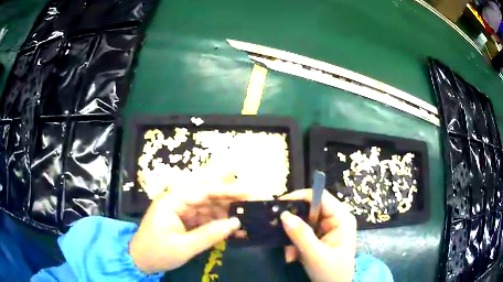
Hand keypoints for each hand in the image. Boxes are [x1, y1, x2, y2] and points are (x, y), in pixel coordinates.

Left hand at [129, 187, 249, 273]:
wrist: (140, 261)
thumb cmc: (158, 253)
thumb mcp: (184, 247)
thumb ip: (209, 234)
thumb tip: (235, 222)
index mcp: (172, 201)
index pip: (203, 190)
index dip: (227, 190)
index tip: (248, 191)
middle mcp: (176, 201)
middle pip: (207, 195)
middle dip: (229, 197)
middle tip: (252, 200)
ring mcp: (180, 210)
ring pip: (207, 207)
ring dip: (226, 213)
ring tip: (246, 218)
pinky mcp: (183, 220)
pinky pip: (204, 218)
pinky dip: (218, 223)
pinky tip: (232, 229)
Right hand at [280, 189, 356, 281]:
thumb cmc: (331, 273)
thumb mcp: (316, 256)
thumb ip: (301, 235)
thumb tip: (284, 215)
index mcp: (342, 219)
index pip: (320, 197)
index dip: (300, 197)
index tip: (279, 205)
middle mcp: (336, 219)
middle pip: (310, 209)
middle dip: (294, 224)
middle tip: (278, 232)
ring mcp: (328, 228)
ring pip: (303, 223)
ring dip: (292, 237)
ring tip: (289, 254)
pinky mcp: (320, 237)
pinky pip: (303, 233)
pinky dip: (294, 244)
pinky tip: (292, 257)